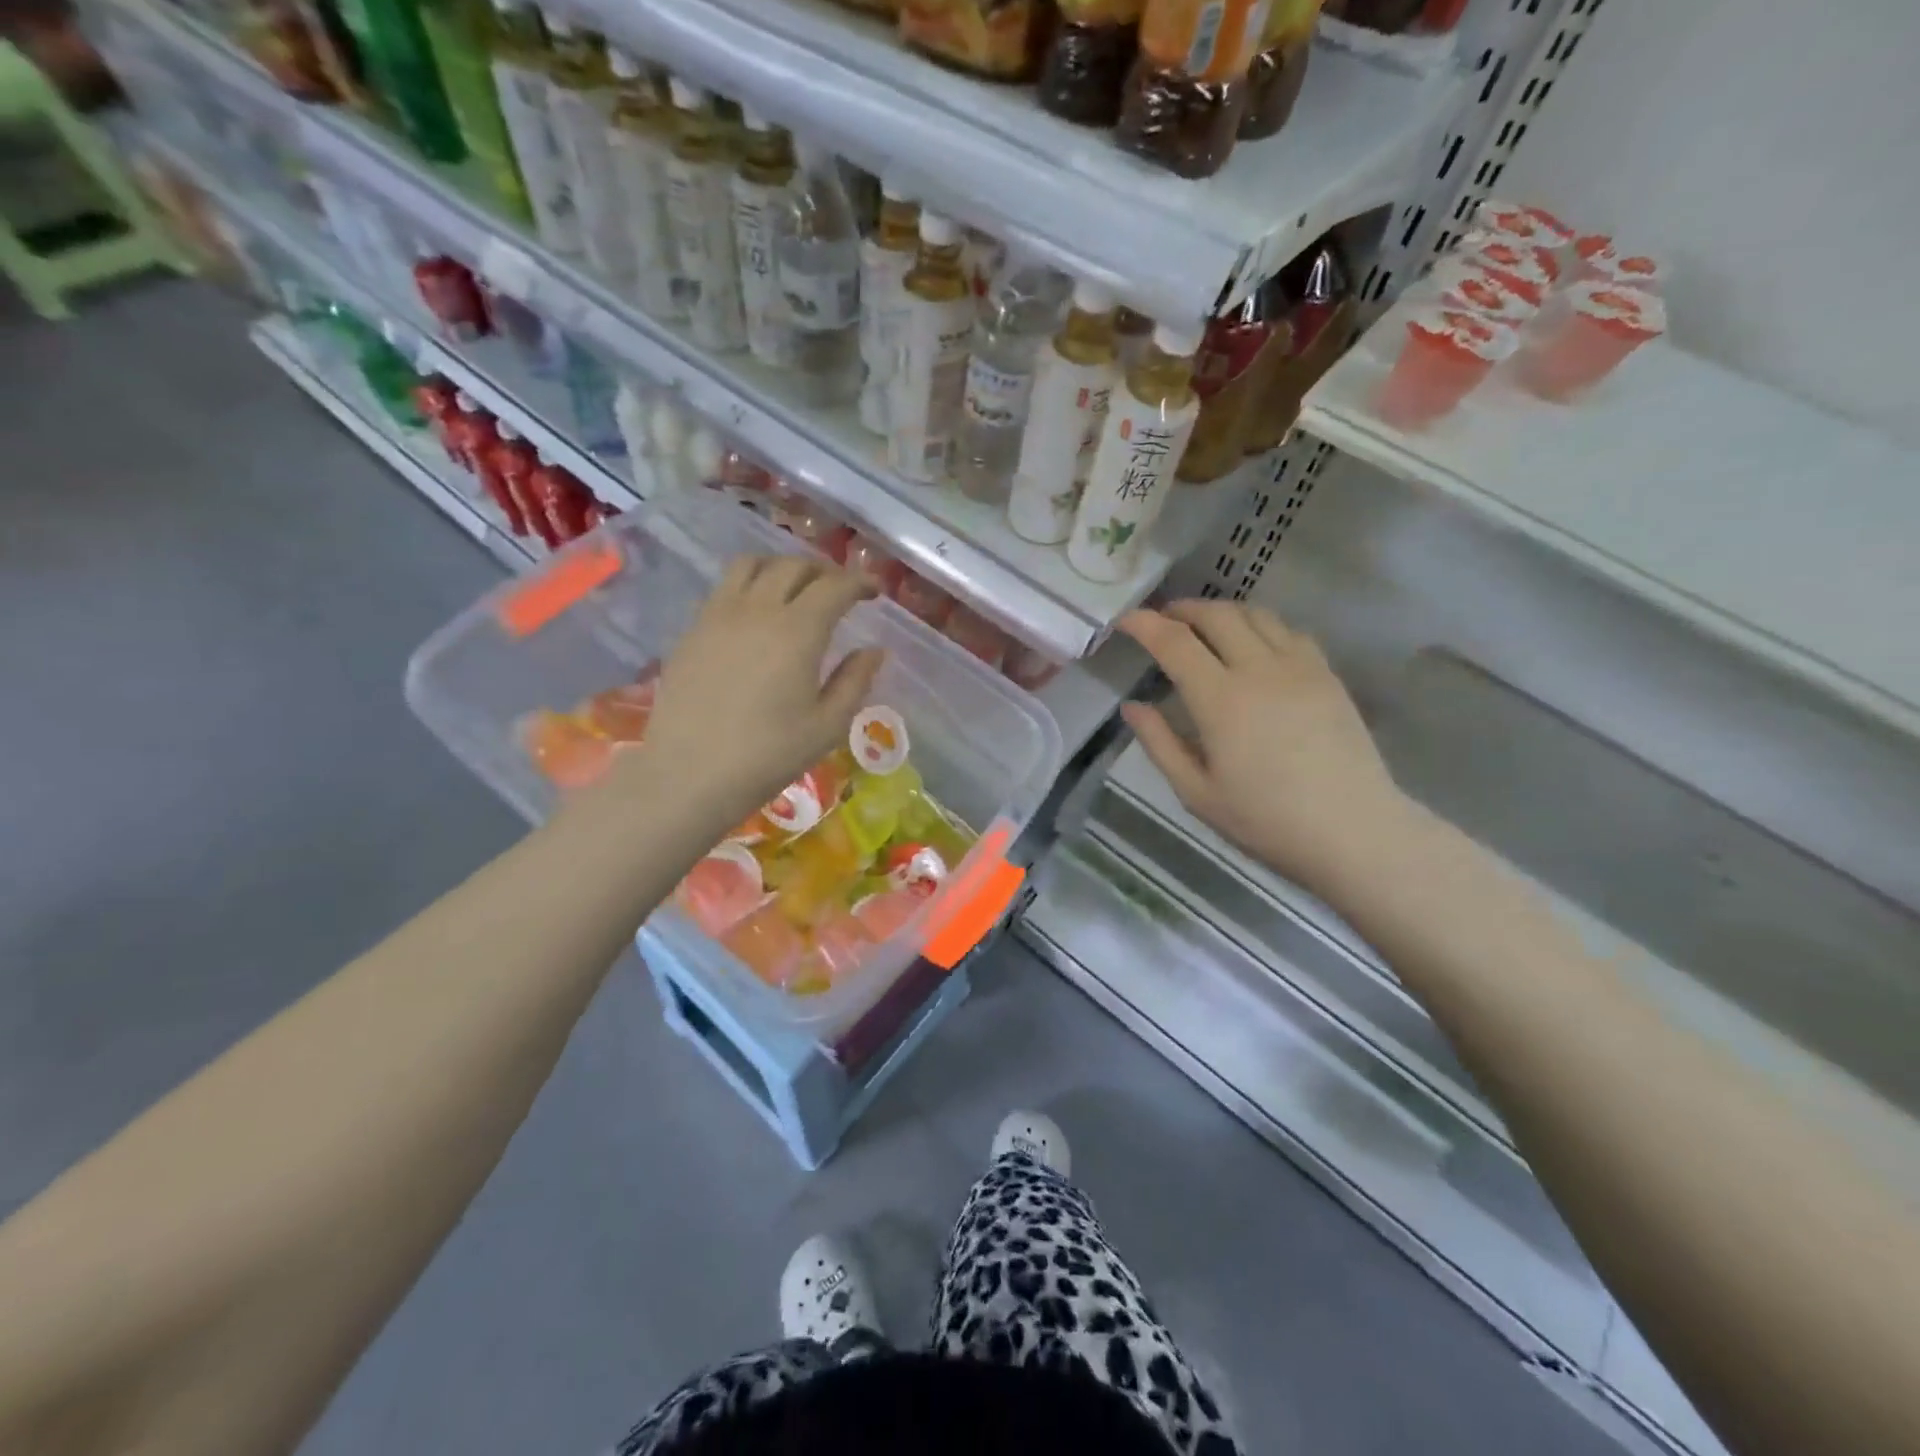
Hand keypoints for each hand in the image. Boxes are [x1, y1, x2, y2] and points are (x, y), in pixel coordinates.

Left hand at [634, 556, 882, 826]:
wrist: (689, 774)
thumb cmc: (768, 755)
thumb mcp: (827, 726)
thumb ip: (855, 681)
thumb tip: (875, 651)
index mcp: (798, 631)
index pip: (835, 586)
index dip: (859, 582)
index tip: (874, 592)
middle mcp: (758, 609)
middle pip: (794, 566)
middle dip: (824, 571)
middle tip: (840, 591)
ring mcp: (719, 614)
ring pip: (753, 564)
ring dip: (782, 567)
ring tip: (795, 589)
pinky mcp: (693, 629)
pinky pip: (725, 587)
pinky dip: (750, 584)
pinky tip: (757, 614)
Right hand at [1117, 602, 1407, 891]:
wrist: (1353, 831)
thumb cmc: (1266, 820)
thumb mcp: (1197, 793)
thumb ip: (1160, 744)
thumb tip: (1132, 707)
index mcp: (1220, 700)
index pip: (1174, 642)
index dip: (1144, 624)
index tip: (1125, 620)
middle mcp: (1259, 669)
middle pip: (1217, 615)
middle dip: (1183, 609)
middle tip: (1163, 620)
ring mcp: (1299, 667)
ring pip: (1255, 615)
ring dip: (1222, 612)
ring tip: (1205, 627)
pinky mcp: (1327, 675)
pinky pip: (1289, 631)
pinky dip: (1260, 626)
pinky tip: (1254, 645)